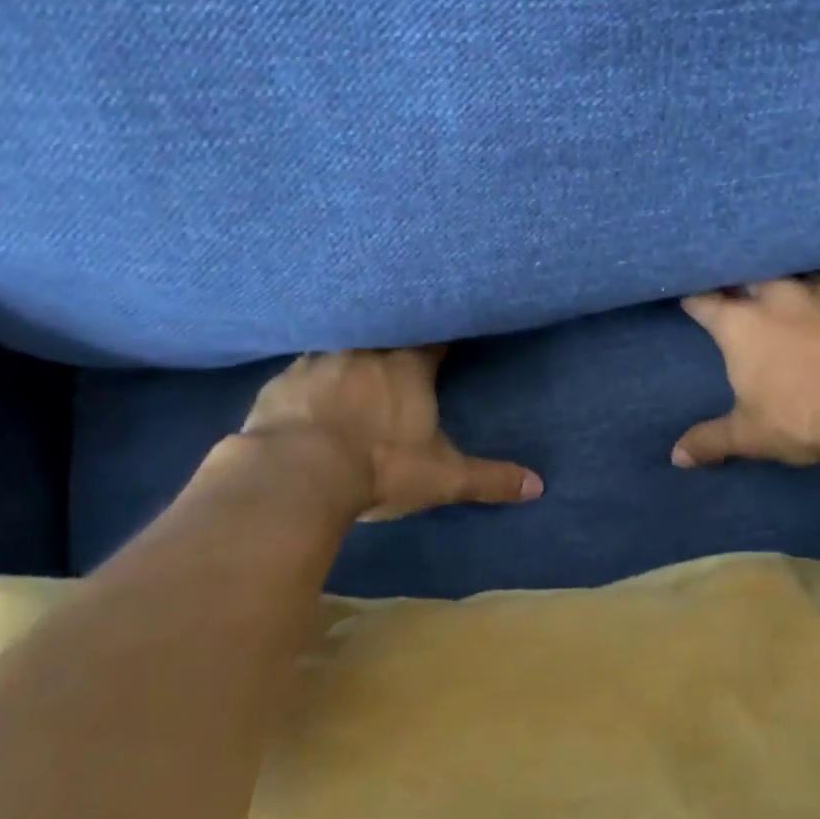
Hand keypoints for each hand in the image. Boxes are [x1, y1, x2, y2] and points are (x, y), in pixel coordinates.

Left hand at [241, 347, 541, 520]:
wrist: (297, 474)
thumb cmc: (381, 467)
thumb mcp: (443, 478)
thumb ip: (489, 479)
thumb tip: (538, 486)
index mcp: (407, 366)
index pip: (432, 338)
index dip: (440, 338)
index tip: (445, 341)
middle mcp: (365, 351)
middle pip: (385, 332)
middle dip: (394, 340)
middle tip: (398, 353)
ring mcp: (318, 361)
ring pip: (341, 345)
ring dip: (350, 354)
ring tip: (354, 369)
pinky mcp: (281, 381)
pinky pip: (301, 370)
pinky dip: (310, 379)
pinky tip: (309, 393)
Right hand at [673, 274, 819, 467]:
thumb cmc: (802, 415)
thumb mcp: (750, 434)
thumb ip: (711, 440)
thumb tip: (677, 456)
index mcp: (739, 324)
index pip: (704, 302)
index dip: (694, 299)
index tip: (689, 297)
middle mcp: (774, 294)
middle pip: (746, 273)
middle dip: (738, 278)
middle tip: (737, 286)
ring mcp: (818, 288)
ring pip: (792, 267)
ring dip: (784, 275)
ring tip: (784, 281)